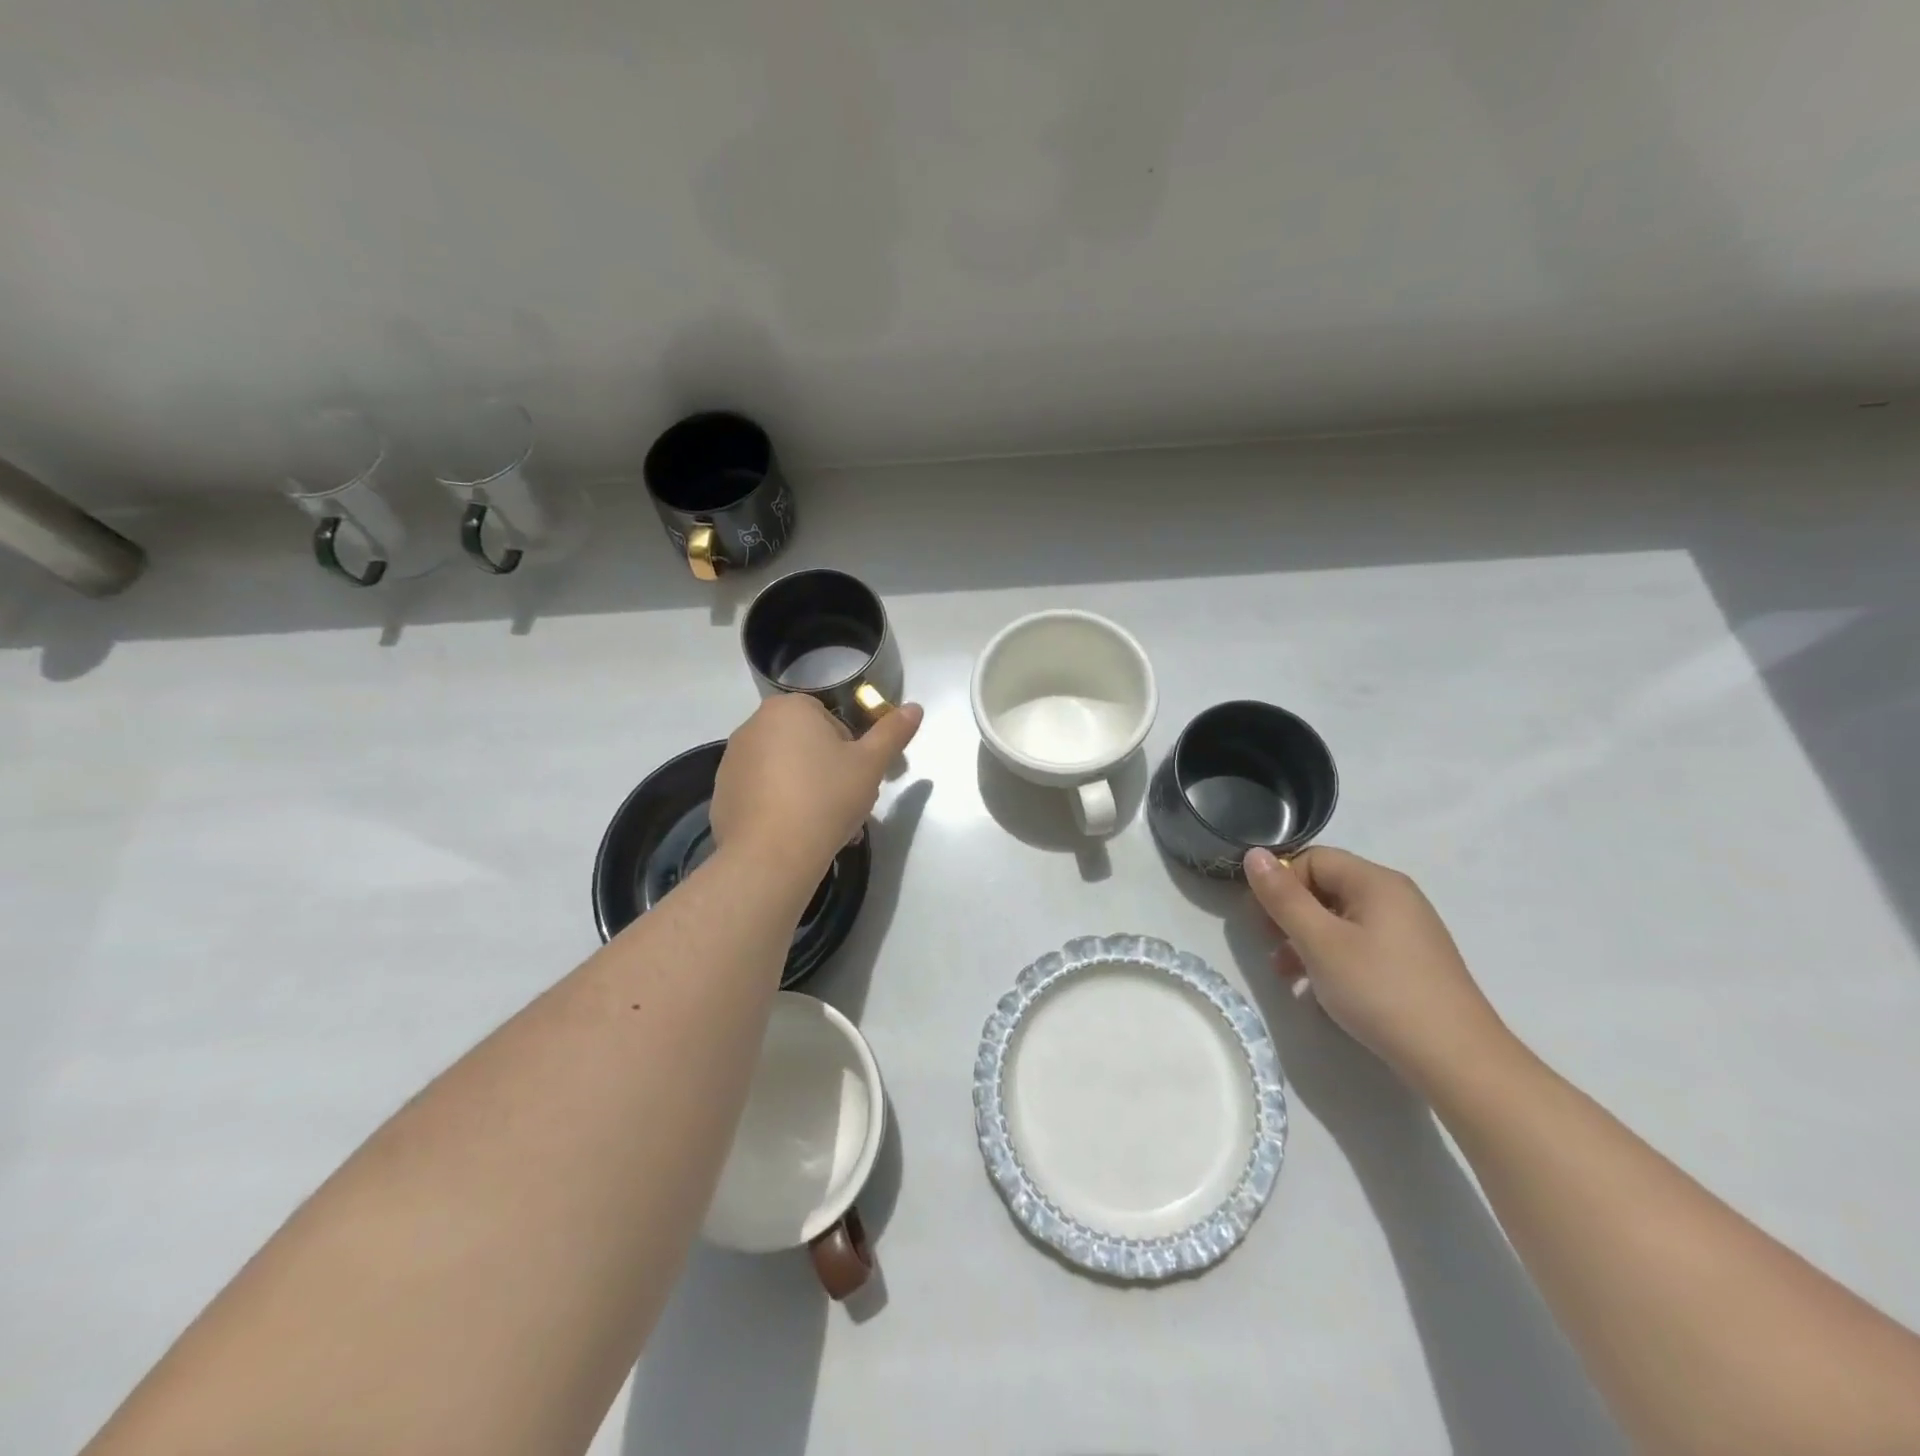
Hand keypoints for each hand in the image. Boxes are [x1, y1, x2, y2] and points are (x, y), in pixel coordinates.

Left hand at [710, 695, 922, 872]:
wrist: (772, 855)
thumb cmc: (826, 798)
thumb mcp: (871, 765)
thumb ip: (893, 732)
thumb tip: (915, 708)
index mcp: (789, 709)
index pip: (829, 718)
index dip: (849, 748)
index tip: (855, 777)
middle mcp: (753, 726)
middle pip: (803, 743)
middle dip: (826, 769)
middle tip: (843, 803)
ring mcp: (732, 761)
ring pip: (782, 769)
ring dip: (803, 788)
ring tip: (821, 825)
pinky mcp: (721, 794)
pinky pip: (760, 793)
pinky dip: (777, 806)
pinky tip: (792, 833)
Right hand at [1244, 845, 1512, 1092]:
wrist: (1457, 1061)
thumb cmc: (1381, 991)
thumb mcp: (1319, 942)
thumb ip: (1283, 897)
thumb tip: (1254, 854)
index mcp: (1376, 882)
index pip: (1313, 858)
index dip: (1281, 883)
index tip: (1261, 921)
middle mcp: (1394, 896)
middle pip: (1325, 886)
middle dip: (1290, 913)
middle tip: (1269, 946)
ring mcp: (1406, 930)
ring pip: (1338, 918)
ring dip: (1305, 939)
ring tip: (1287, 976)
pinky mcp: (1410, 961)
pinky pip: (1358, 943)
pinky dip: (1331, 957)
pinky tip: (1318, 989)